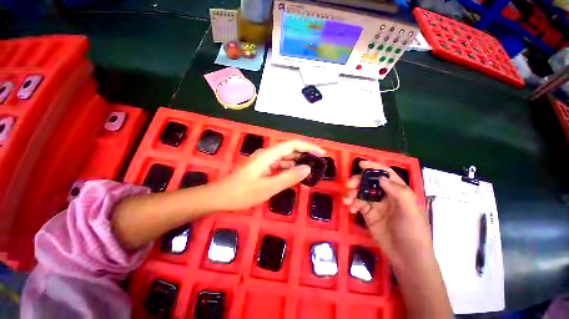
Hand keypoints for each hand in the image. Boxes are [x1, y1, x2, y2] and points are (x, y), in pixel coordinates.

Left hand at [215, 140, 324, 210]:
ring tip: (311, 171)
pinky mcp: (263, 168)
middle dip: (306, 154)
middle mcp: (268, 154)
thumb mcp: (268, 187)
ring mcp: (265, 161)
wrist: (220, 197)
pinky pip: (280, 165)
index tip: (322, 154)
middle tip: (320, 164)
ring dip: (298, 162)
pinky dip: (290, 169)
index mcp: (269, 155)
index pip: (293, 144)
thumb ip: (289, 177)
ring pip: (286, 158)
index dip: (309, 147)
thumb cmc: (243, 193)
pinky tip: (296, 176)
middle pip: (290, 149)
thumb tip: (308, 168)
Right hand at [343, 161, 432, 264]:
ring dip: (352, 193)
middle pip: (369, 181)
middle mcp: (386, 195)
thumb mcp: (410, 212)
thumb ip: (398, 192)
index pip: (386, 173)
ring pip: (361, 192)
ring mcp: (376, 205)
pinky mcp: (368, 214)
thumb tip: (381, 177)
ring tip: (347, 201)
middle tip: (349, 185)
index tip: (360, 164)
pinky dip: (352, 204)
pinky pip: (357, 204)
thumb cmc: (414, 233)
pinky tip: (350, 209)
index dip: (373, 167)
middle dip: (358, 181)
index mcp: (399, 191)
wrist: (407, 258)